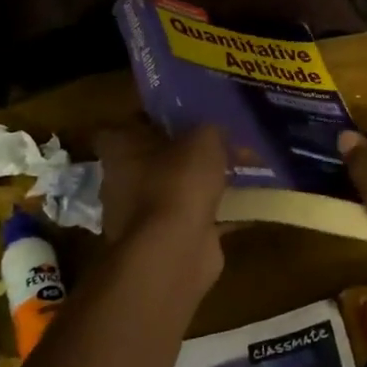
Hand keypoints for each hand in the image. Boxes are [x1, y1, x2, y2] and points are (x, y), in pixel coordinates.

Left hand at [94, 121, 227, 296]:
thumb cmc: (178, 183)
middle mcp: (122, 183)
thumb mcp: (203, 139)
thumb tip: (216, 130)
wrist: (174, 252)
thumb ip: (209, 129)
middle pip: (155, 159)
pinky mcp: (165, 242)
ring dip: (201, 185)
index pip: (129, 126)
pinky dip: (217, 214)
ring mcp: (141, 217)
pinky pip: (195, 219)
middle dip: (185, 153)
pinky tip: (246, 204)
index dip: (154, 118)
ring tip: (239, 172)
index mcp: (119, 151)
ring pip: (176, 190)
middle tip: (219, 142)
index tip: (183, 115)